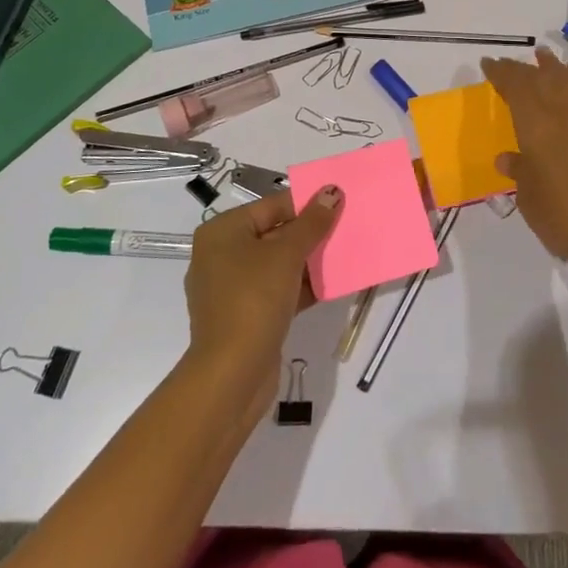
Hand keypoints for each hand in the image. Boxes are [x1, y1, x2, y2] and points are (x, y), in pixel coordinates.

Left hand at [183, 187, 342, 406]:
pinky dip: (301, 286)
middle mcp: (221, 255)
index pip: (271, 206)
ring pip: (278, 264)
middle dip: (310, 232)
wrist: (232, 375)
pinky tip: (332, 285)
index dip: (306, 203)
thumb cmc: (254, 300)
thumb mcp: (287, 254)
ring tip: (344, 253)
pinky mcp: (245, 316)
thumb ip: (312, 222)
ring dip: (309, 260)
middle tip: (346, 226)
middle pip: (274, 233)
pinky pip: (277, 291)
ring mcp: (231, 289)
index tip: (339, 202)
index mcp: (222, 232)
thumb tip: (332, 191)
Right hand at [480, 48, 567, 277]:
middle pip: (541, 79)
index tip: (488, 64)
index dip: (501, 73)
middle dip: (521, 68)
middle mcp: (562, 115)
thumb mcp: (528, 196)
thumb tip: (508, 157)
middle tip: (506, 64)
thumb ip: (518, 170)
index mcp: (537, 127)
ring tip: (543, 55)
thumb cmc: (561, 216)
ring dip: (553, 66)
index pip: (516, 88)